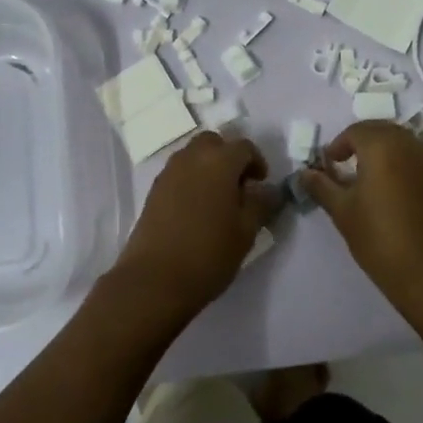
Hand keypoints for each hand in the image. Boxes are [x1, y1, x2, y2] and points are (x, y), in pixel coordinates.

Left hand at [111, 132, 273, 317]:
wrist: (154, 280)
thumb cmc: (208, 254)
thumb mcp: (245, 232)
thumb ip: (260, 204)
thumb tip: (268, 190)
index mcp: (219, 161)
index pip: (244, 147)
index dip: (257, 162)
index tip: (261, 185)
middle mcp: (192, 157)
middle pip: (214, 143)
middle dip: (229, 157)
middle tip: (239, 186)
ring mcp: (169, 172)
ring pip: (194, 155)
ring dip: (209, 166)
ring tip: (218, 199)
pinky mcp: (154, 190)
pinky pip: (179, 172)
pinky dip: (192, 179)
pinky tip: (197, 209)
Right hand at [301, 122, 422, 302]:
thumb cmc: (380, 239)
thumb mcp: (343, 212)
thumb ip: (323, 187)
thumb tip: (305, 173)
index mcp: (383, 147)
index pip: (357, 130)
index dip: (339, 145)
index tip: (330, 165)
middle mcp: (412, 146)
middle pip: (384, 132)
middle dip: (364, 144)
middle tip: (350, 168)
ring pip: (407, 147)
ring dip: (388, 155)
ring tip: (375, 183)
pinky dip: (408, 171)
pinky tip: (401, 199)